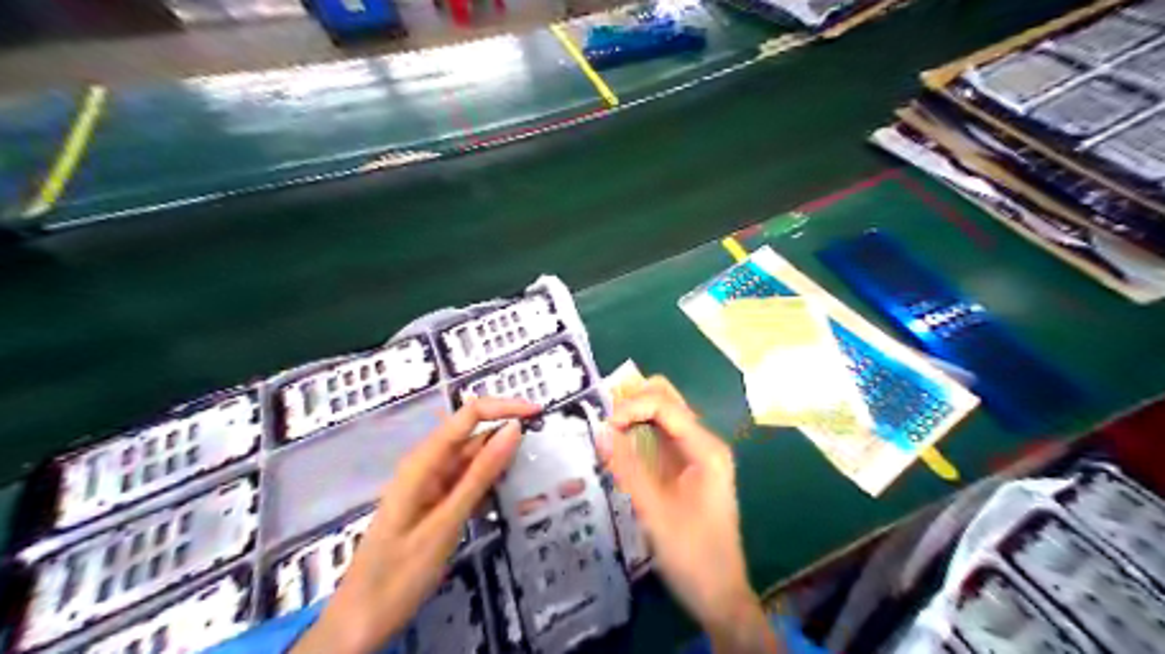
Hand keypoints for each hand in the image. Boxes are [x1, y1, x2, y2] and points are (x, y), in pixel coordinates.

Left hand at [291, 399, 536, 652]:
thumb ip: (480, 474)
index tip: (538, 414)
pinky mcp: (437, 503)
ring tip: (535, 478)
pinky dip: (492, 488)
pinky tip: (513, 500)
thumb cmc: (399, 573)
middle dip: (509, 439)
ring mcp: (433, 484)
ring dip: (504, 467)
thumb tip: (513, 429)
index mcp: (424, 461)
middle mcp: (428, 465)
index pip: (469, 414)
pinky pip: (470, 484)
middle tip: (545, 454)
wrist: (360, 621)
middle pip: (475, 436)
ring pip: (476, 462)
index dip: (504, 407)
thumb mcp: (446, 523)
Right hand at [599, 378, 781, 653]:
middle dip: (632, 403)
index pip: (665, 405)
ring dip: (633, 417)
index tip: (602, 427)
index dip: (631, 407)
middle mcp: (704, 443)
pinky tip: (619, 448)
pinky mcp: (687, 468)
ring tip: (604, 432)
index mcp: (705, 448)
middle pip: (667, 401)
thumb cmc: (692, 555)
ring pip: (662, 417)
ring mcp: (697, 454)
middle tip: (601, 422)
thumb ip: (627, 468)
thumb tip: (599, 430)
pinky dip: (638, 435)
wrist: (720, 596)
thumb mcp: (655, 512)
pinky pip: (660, 438)